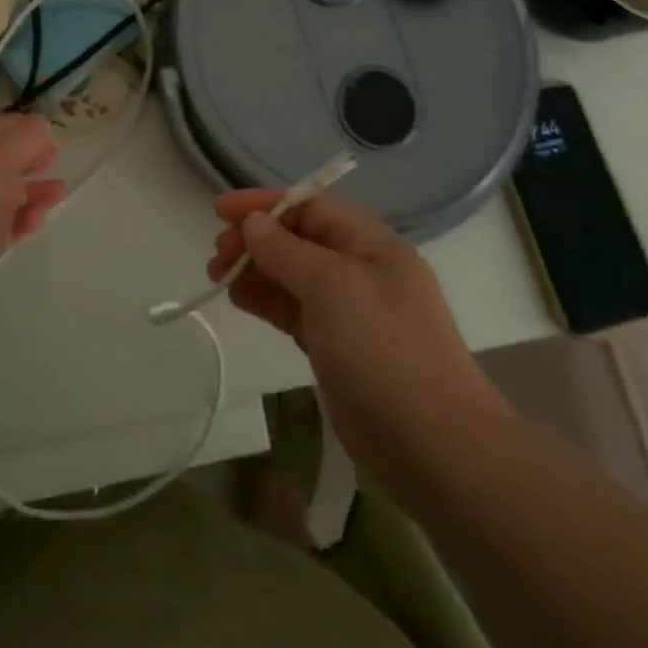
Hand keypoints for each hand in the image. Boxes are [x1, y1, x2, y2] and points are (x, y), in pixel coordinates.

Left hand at [0, 115, 65, 321]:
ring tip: (56, 197)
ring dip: (27, 192)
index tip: (54, 141)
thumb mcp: (2, 155)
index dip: (24, 129)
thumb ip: (27, 136)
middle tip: (55, 167)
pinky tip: (31, 227)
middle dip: (28, 162)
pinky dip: (13, 222)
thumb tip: (39, 129)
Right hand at [211, 190, 509, 493]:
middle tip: (217, 254)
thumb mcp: (332, 285)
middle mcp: (361, 269)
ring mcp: (349, 310)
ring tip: (217, 276)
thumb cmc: (382, 346)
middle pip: (299, 239)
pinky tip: (238, 298)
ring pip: (293, 275)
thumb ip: (286, 250)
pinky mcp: (336, 347)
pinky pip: (294, 309)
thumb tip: (254, 222)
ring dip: (256, 269)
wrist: (431, 444)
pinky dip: (266, 300)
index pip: (311, 206)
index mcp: (371, 243)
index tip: (220, 210)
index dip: (265, 203)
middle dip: (256, 239)